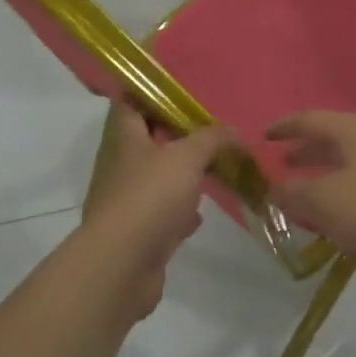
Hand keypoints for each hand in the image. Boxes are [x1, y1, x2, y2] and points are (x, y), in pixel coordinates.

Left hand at [78, 103, 238, 320]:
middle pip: (147, 141)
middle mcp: (121, 166)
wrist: (122, 265)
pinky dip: (181, 212)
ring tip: (212, 168)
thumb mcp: (187, 157)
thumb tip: (234, 131)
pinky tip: (199, 215)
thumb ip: (212, 139)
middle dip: (176, 136)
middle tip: (209, 131)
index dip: (149, 94)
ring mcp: (127, 202)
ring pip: (157, 179)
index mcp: (125, 139)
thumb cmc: (150, 197)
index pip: (129, 103)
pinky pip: (162, 214)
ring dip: (181, 175)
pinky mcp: (138, 233)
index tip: (179, 91)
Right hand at [265, 111, 355, 271]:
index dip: (284, 128)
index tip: (263, 137)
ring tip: (305, 194)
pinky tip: (339, 214)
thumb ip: (294, 193)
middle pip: (331, 138)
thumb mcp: (324, 202)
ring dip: (324, 174)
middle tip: (282, 166)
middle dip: (304, 152)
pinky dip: (344, 190)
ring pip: (349, 161)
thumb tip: (274, 187)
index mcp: (351, 129)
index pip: (308, 119)